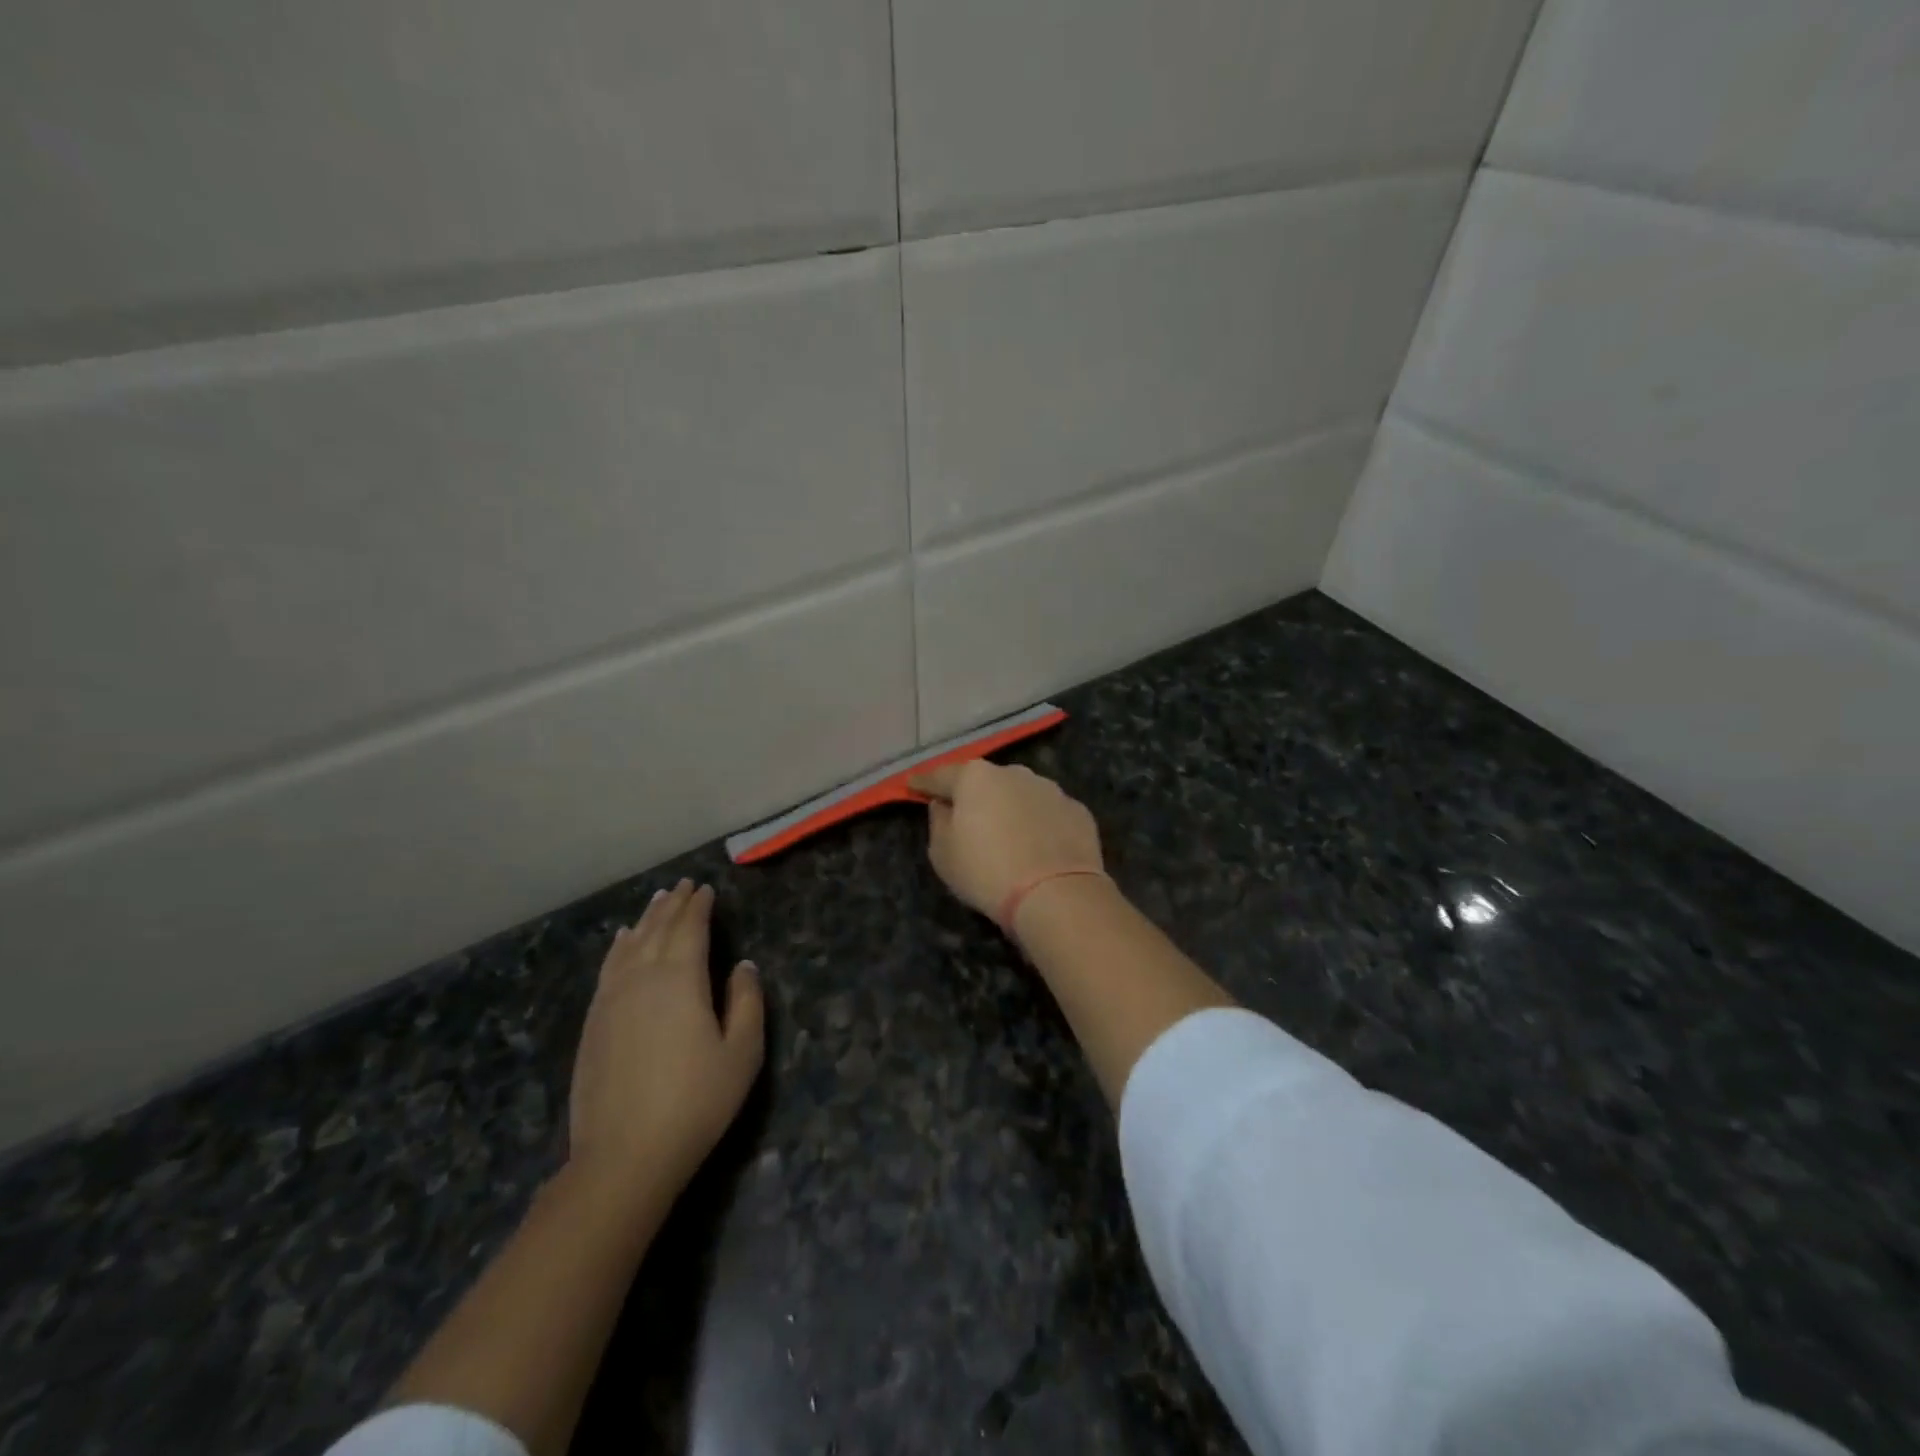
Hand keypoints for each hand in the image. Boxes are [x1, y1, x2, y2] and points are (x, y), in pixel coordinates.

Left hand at [568, 880, 764, 1198]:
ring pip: (629, 944)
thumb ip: (746, 1002)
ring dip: (646, 919)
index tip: (706, 889)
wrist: (623, 1156)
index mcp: (680, 979)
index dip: (699, 906)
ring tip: (657, 900)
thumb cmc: (695, 1103)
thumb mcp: (742, 1053)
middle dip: (673, 904)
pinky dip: (618, 947)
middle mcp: (642, 978)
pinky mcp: (593, 1022)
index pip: (690, 928)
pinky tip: (621, 941)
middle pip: (657, 929)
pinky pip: (608, 968)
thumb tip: (743, 965)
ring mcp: (611, 1000)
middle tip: (684, 885)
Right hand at [909, 761, 1103, 921]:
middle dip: (975, 796)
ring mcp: (1050, 789)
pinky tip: (1039, 848)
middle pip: (986, 782)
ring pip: (1021, 795)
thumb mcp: (943, 854)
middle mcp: (1014, 773)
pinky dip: (1040, 825)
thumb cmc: (986, 872)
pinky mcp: (1078, 811)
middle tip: (967, 817)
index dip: (924, 783)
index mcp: (976, 778)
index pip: (941, 776)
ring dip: (1011, 809)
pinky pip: (1048, 814)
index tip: (913, 786)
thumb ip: (938, 822)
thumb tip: (944, 806)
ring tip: (1008, 836)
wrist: (1056, 894)